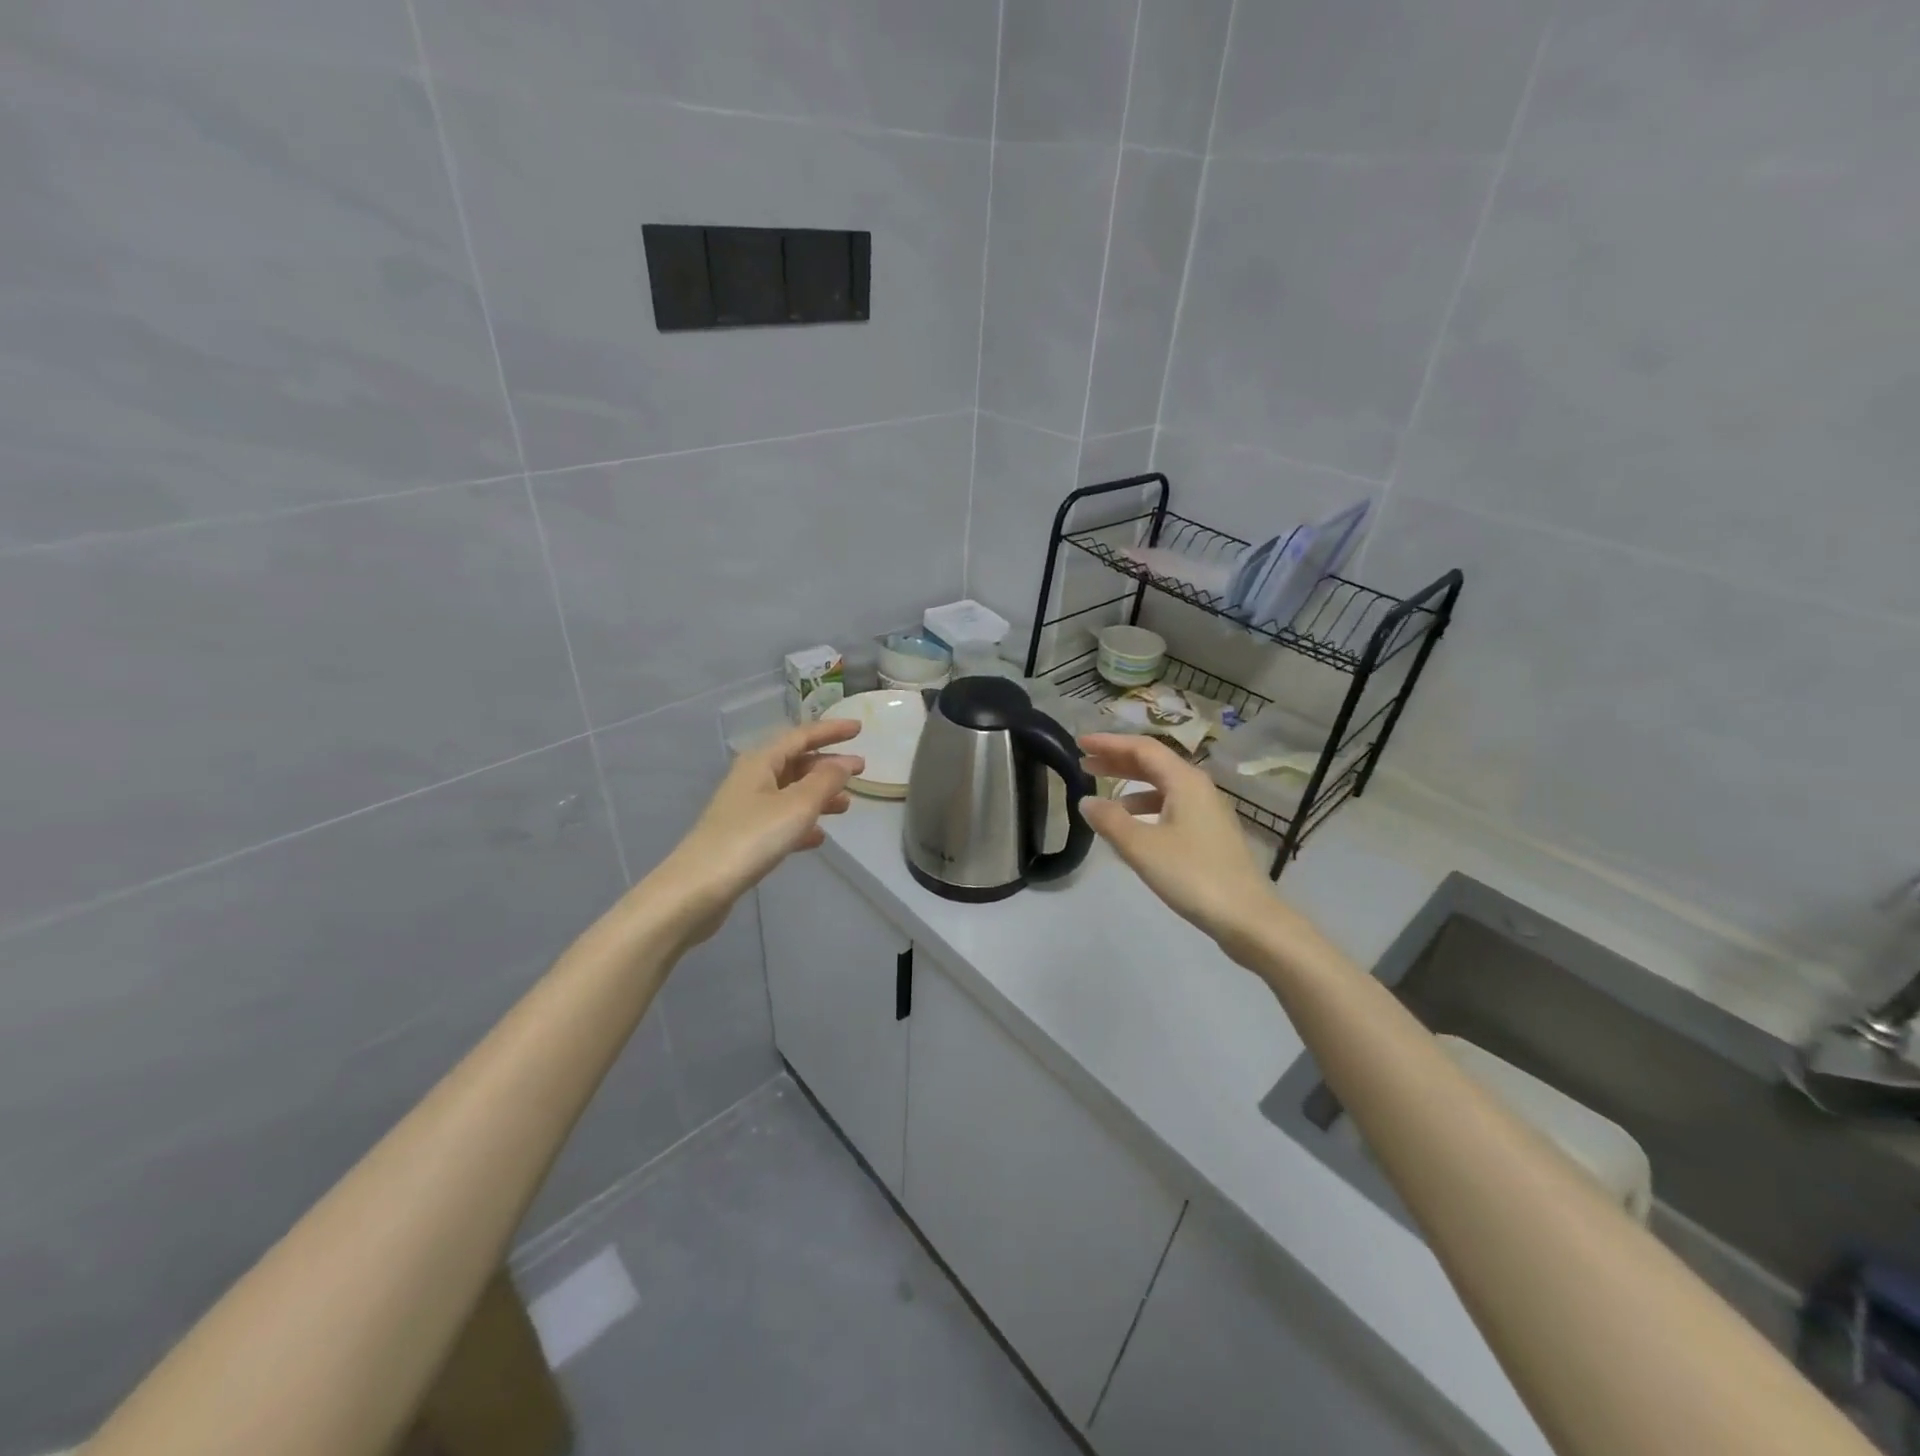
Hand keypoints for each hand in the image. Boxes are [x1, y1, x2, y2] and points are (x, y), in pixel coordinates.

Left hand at [648, 719, 862, 942]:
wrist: (698, 889)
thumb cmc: (751, 838)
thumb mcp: (796, 805)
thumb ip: (825, 781)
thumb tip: (844, 762)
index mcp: (760, 762)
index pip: (801, 736)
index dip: (831, 730)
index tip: (860, 728)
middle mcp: (751, 779)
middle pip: (795, 763)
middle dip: (828, 765)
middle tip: (861, 770)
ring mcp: (746, 809)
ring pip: (790, 792)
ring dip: (819, 795)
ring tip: (846, 805)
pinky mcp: (744, 837)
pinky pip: (781, 820)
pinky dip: (802, 823)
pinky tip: (818, 837)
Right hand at [1077, 733, 1281, 959]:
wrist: (1247, 917)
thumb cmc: (1193, 875)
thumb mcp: (1142, 847)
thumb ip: (1110, 820)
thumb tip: (1086, 801)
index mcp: (1185, 781)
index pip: (1142, 748)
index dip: (1109, 743)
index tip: (1080, 743)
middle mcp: (1198, 788)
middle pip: (1153, 763)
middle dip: (1117, 760)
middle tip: (1084, 763)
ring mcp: (1207, 811)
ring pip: (1163, 786)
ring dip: (1131, 785)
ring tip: (1102, 795)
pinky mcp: (1210, 834)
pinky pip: (1171, 806)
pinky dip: (1146, 807)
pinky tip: (1132, 826)